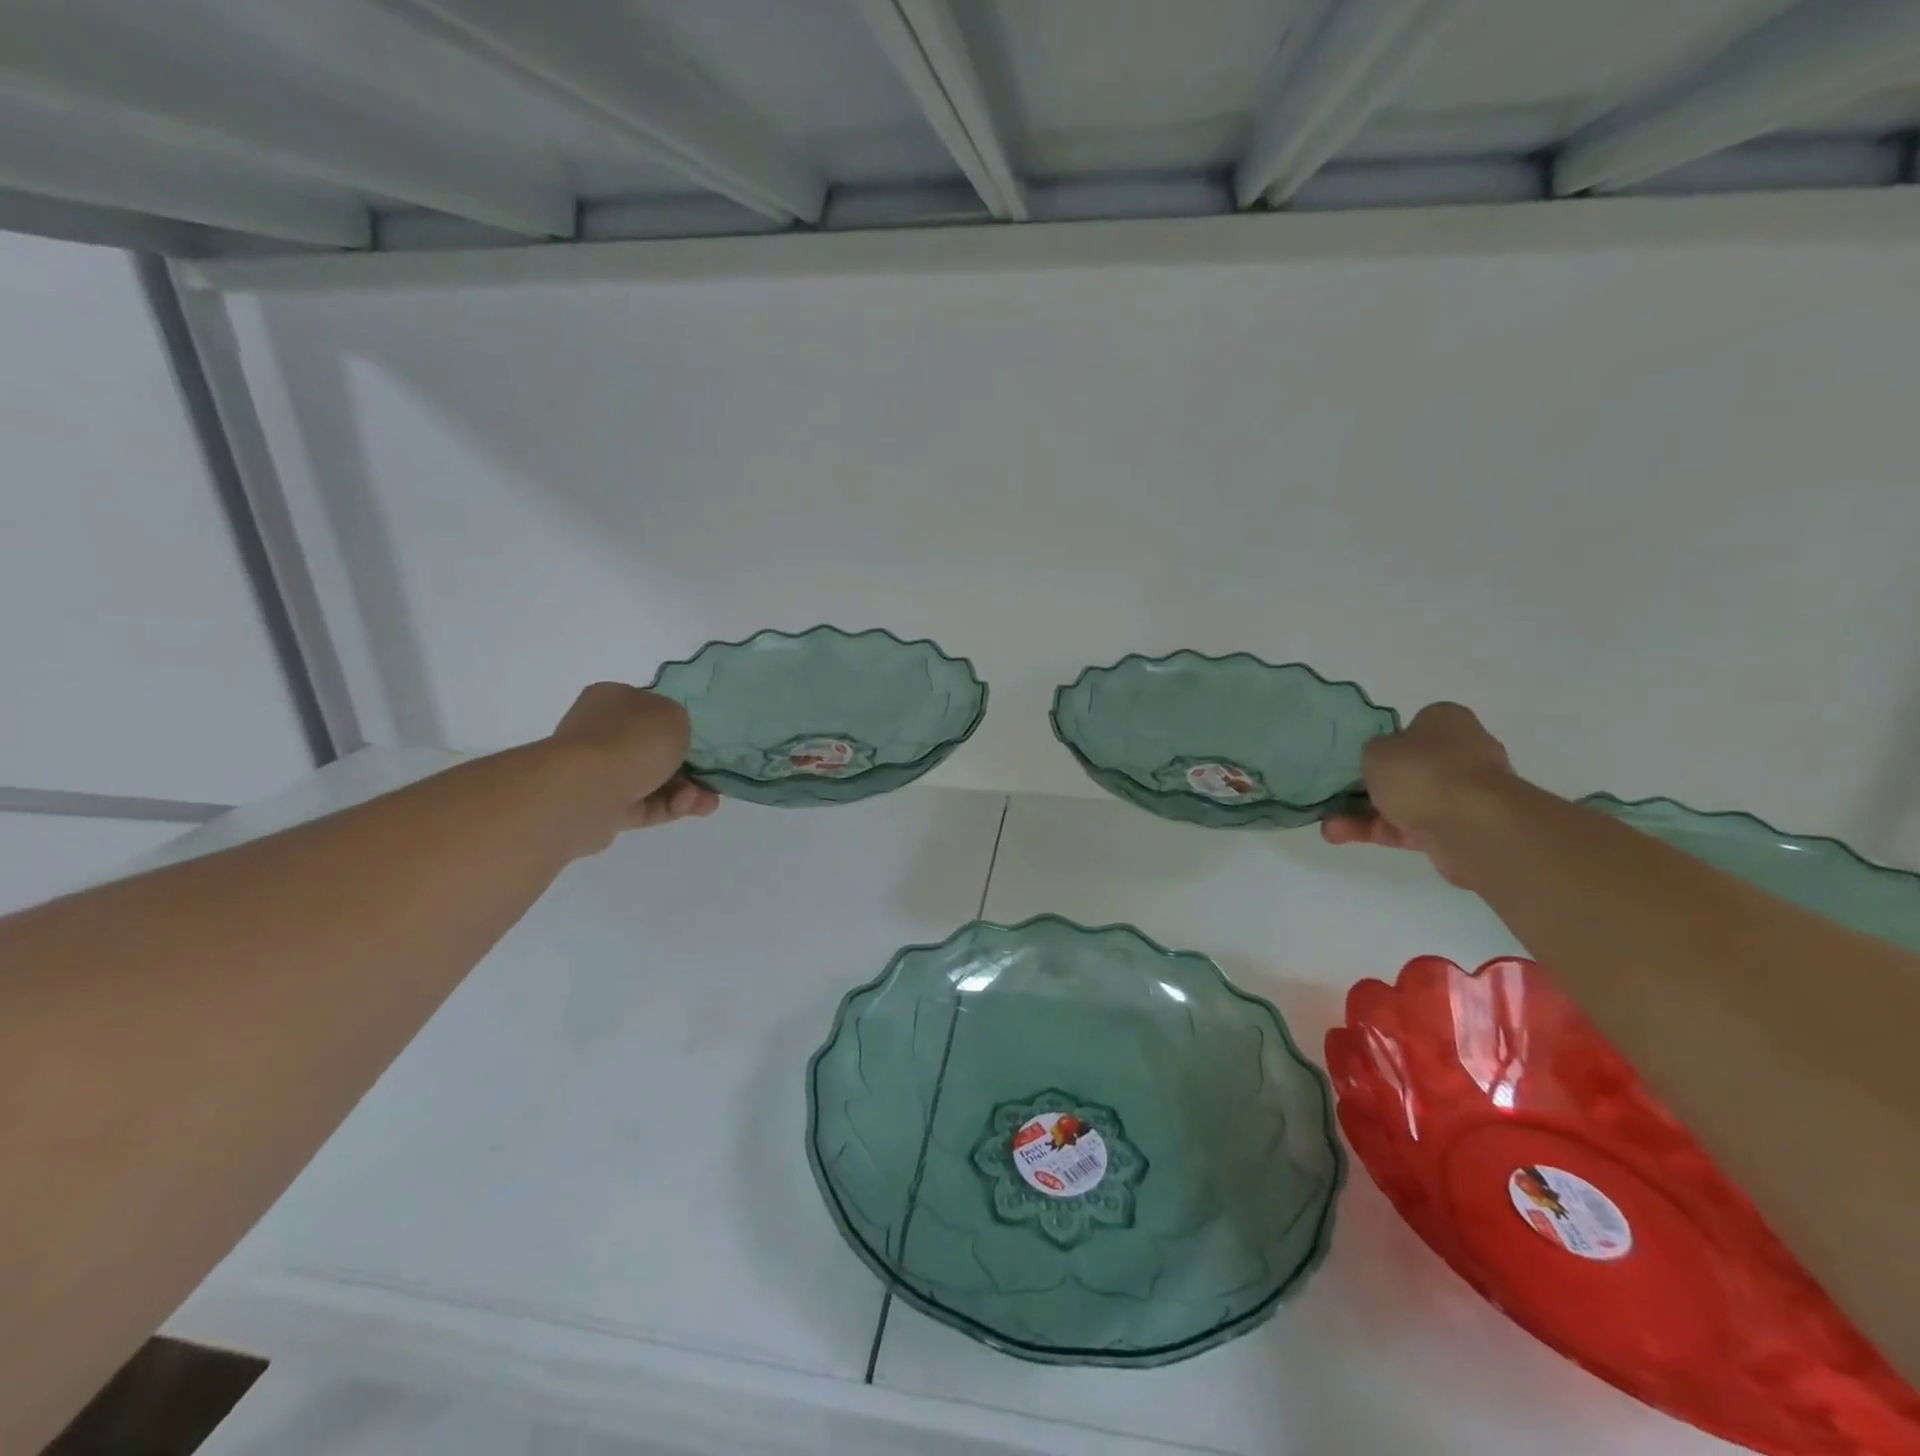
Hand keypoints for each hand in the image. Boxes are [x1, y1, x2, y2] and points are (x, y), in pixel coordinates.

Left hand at [549, 683, 718, 849]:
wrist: (588, 790)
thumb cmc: (633, 740)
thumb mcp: (675, 716)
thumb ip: (679, 723)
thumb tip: (670, 739)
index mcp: (612, 699)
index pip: (648, 709)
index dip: (678, 726)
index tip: (701, 743)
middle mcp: (600, 732)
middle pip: (652, 749)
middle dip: (687, 766)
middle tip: (712, 777)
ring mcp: (598, 771)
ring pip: (652, 780)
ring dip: (685, 790)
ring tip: (708, 801)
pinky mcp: (601, 806)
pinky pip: (644, 805)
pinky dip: (670, 806)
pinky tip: (690, 806)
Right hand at [1321, 702, 1516, 885]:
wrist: (1473, 826)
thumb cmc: (1423, 771)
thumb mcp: (1377, 750)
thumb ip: (1373, 752)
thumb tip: (1382, 763)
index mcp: (1447, 722)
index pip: (1414, 726)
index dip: (1386, 741)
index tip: (1362, 757)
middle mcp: (1461, 754)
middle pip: (1408, 767)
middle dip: (1372, 784)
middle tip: (1339, 793)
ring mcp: (1462, 794)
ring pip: (1404, 801)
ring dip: (1364, 813)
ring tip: (1329, 825)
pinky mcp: (1457, 829)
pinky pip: (1408, 827)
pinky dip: (1377, 831)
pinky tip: (1340, 835)